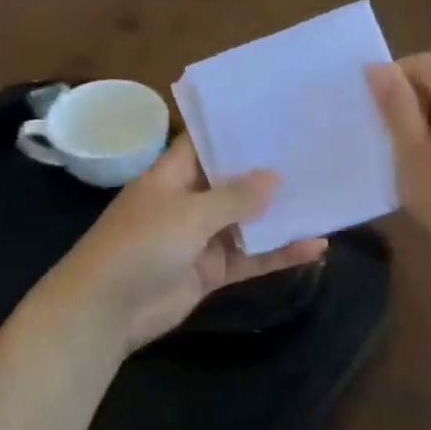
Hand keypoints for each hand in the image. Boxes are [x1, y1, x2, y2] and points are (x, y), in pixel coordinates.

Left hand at [31, 136, 327, 354]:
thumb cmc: (140, 245)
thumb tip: (274, 177)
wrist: (106, 312)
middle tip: (313, 153)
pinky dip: (278, 253)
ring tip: (325, 197)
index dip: (236, 131)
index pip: (206, 143)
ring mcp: (201, 237)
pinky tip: (314, 247)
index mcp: (172, 175)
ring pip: (247, 221)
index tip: (276, 117)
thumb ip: (233, 197)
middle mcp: (188, 200)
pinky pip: (250, 257)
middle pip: (233, 181)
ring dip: (280, 214)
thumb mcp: (188, 214)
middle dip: (268, 172)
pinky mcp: (212, 270)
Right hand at [367, 53, 430, 281]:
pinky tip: (429, 170)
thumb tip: (378, 67)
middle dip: (409, 100)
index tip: (376, 106)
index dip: (398, 73)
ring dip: (422, 120)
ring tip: (403, 156)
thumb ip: (396, 107)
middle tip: (385, 135)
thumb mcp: (412, 154)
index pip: (429, 62)